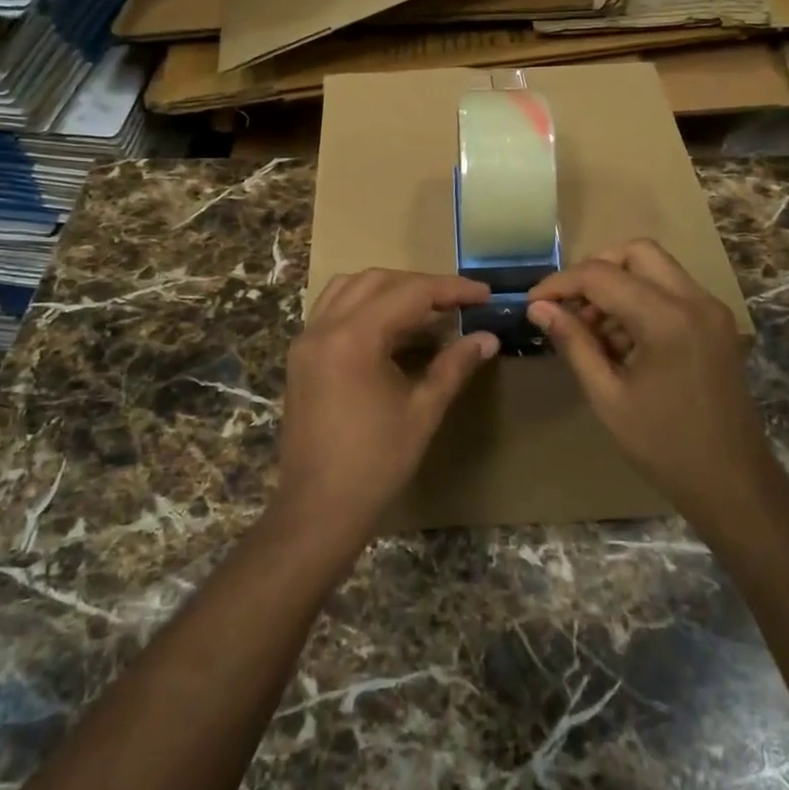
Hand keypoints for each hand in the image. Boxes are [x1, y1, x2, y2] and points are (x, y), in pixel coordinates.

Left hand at [272, 269, 498, 546]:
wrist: (318, 509)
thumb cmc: (375, 463)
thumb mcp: (423, 411)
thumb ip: (454, 366)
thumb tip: (487, 338)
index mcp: (354, 337)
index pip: (410, 293)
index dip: (451, 290)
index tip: (484, 294)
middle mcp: (324, 328)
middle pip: (377, 281)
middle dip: (421, 285)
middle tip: (458, 303)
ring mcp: (306, 341)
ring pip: (349, 288)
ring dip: (389, 289)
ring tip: (425, 309)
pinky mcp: (301, 357)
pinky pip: (332, 309)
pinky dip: (363, 305)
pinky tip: (390, 328)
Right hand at [527, 240, 775, 529]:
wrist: (733, 483)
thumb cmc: (664, 446)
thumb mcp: (607, 396)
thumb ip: (573, 342)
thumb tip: (538, 308)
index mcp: (667, 319)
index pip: (603, 275)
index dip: (561, 284)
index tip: (533, 302)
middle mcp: (695, 301)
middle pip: (637, 252)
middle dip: (596, 270)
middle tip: (569, 306)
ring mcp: (712, 310)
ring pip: (656, 268)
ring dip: (618, 286)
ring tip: (591, 332)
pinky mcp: (717, 324)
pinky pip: (672, 291)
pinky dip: (641, 300)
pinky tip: (621, 341)